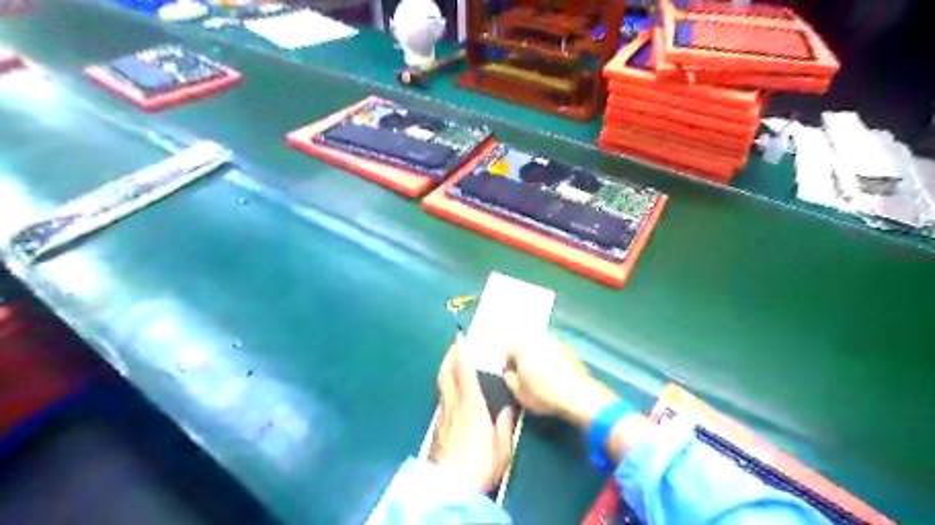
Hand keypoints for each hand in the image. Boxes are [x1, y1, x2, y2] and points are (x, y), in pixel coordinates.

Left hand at [428, 341, 513, 490]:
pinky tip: (450, 394)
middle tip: (453, 346)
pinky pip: (441, 400)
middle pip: (445, 375)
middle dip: (448, 358)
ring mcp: (442, 417)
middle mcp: (453, 406)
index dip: (461, 354)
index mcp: (472, 406)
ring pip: (442, 387)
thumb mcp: (502, 448)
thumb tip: (508, 409)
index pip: (464, 373)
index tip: (459, 339)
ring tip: (451, 365)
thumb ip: (504, 426)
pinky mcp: (437, 430)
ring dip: (446, 372)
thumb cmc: (480, 465)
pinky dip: (446, 389)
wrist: (449, 489)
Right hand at [504, 335, 619, 428]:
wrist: (577, 395)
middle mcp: (538, 339)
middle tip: (526, 375)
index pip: (509, 351)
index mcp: (522, 346)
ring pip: (541, 348)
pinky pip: (555, 352)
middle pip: (525, 346)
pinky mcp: (570, 349)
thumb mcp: (519, 393)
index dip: (509, 365)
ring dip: (538, 357)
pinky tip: (555, 374)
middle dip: (524, 358)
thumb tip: (510, 373)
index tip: (513, 378)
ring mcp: (556, 342)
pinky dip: (552, 360)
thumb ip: (509, 380)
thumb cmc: (543, 394)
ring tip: (541, 374)